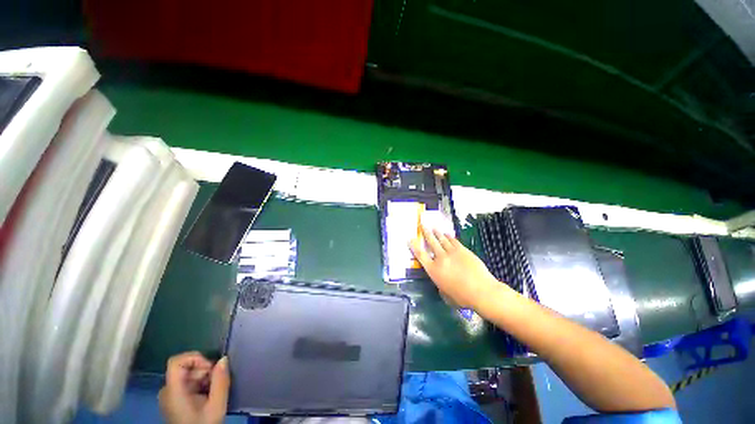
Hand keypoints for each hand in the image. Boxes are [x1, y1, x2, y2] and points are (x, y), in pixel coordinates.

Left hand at [159, 352, 229, 423]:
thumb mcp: (217, 405)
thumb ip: (220, 381)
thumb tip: (223, 359)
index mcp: (173, 392)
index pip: (176, 361)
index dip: (195, 358)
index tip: (210, 368)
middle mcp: (167, 391)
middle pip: (186, 368)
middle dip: (204, 371)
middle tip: (216, 382)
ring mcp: (169, 396)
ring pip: (188, 375)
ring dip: (204, 378)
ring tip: (212, 391)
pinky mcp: (173, 400)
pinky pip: (187, 383)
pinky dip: (199, 384)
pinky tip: (206, 396)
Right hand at [409, 224, 500, 307]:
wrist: (481, 291)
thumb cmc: (462, 297)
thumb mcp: (445, 294)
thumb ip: (440, 285)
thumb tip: (441, 281)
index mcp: (433, 270)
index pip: (420, 255)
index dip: (414, 246)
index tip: (410, 239)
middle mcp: (440, 258)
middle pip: (431, 242)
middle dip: (426, 232)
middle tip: (422, 224)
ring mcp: (452, 252)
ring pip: (442, 239)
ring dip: (437, 233)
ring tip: (433, 227)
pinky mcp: (463, 250)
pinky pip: (454, 241)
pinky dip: (449, 236)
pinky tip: (447, 234)